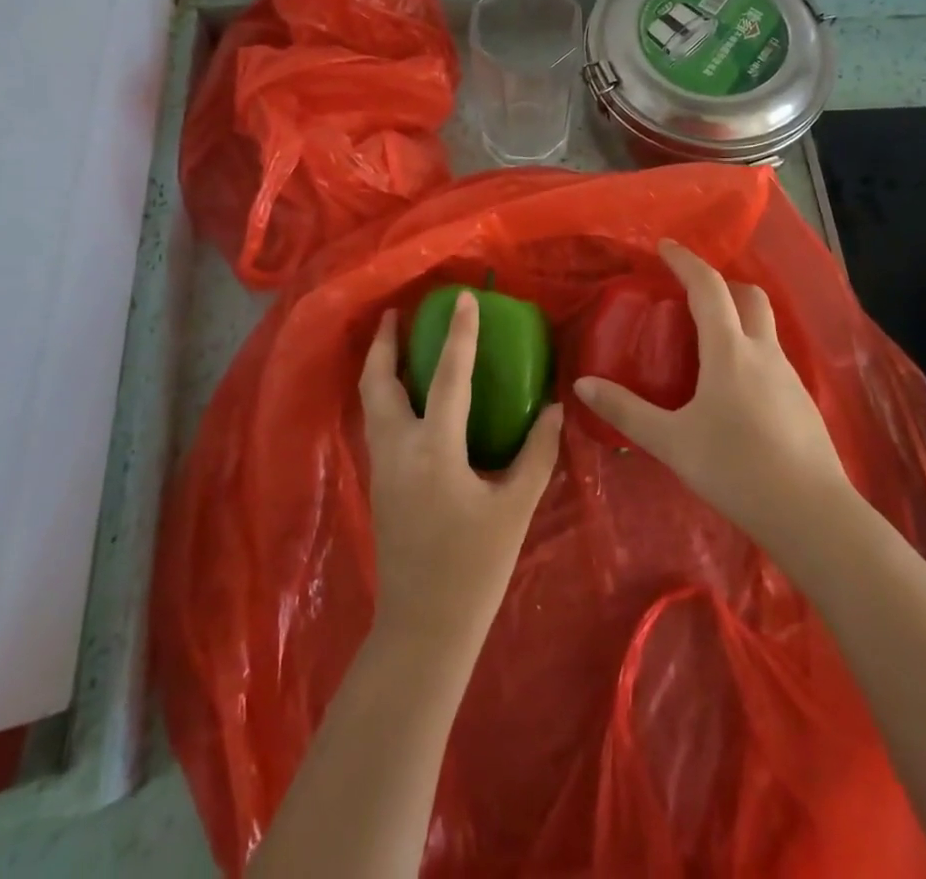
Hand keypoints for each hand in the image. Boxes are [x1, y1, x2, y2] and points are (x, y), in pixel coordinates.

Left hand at [359, 293, 563, 653]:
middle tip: (398, 312)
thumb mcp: (515, 508)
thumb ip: (536, 453)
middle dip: (385, 342)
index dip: (458, 333)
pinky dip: (384, 393)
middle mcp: (397, 448)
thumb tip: (554, 409)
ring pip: (371, 400)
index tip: (463, 298)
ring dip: (381, 365)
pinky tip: (405, 394)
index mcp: (434, 449)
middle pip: (379, 380)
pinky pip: (376, 420)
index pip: (448, 376)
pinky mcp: (378, 482)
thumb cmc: (474, 568)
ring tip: (397, 342)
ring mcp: (381, 465)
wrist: (423, 628)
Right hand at [573, 241, 846, 552]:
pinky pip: (771, 357)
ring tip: (706, 341)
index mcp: (729, 350)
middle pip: (748, 296)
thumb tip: (583, 384)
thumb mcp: (671, 441)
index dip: (685, 261)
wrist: (812, 514)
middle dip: (719, 283)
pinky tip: (734, 387)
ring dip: (737, 316)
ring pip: (764, 326)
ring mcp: (789, 375)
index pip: (707, 287)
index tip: (665, 246)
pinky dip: (749, 350)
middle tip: (689, 292)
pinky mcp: (802, 401)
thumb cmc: (736, 468)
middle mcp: (763, 352)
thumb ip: (626, 410)